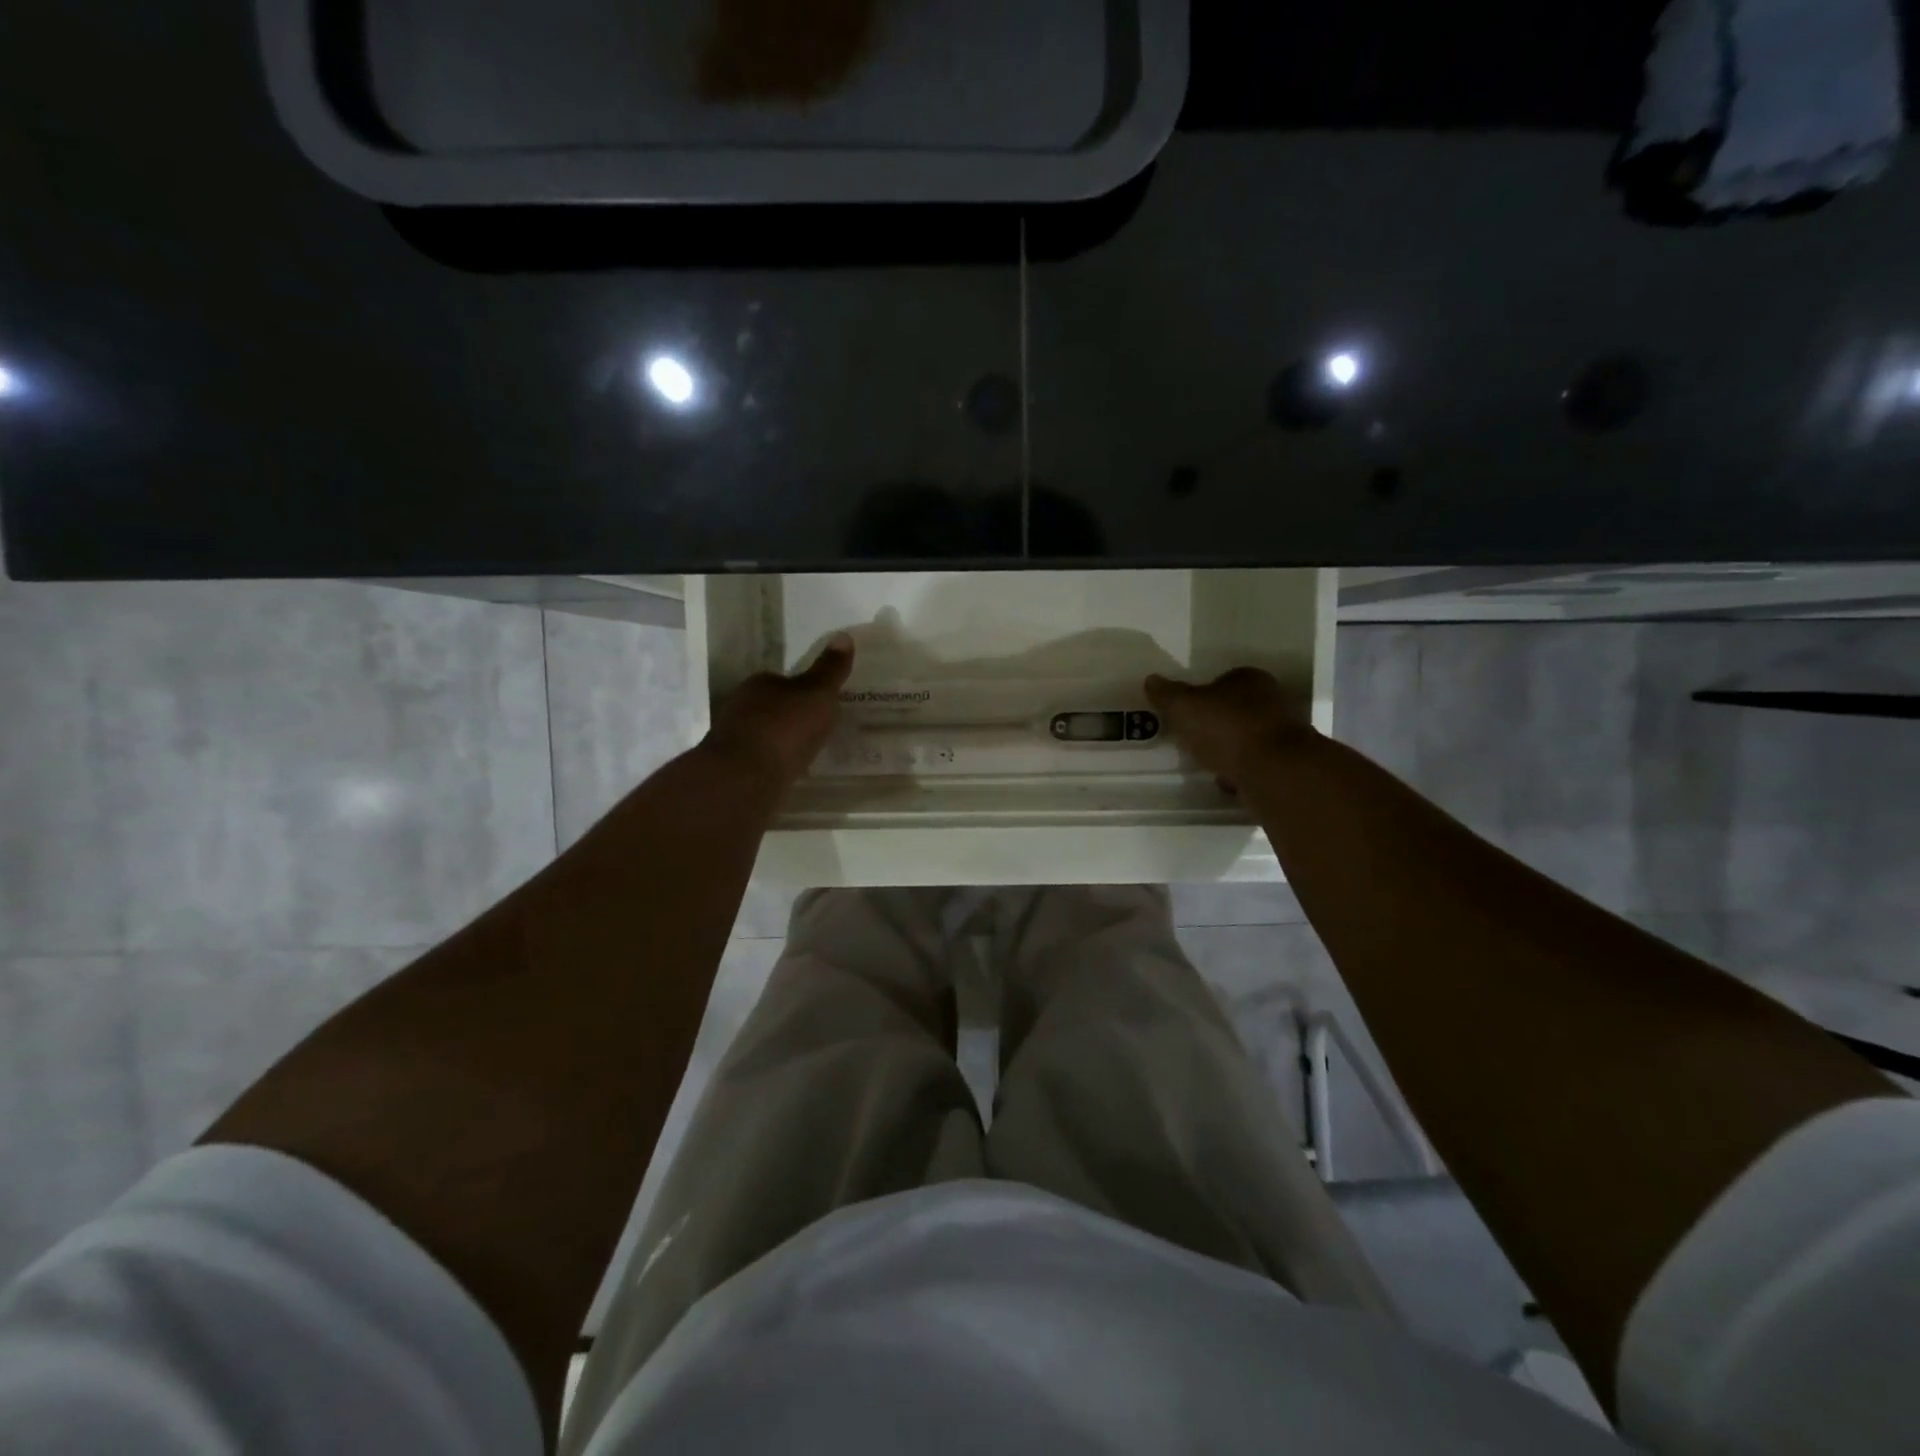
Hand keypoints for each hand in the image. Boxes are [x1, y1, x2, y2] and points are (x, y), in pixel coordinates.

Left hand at [703, 633, 854, 787]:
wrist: (745, 778)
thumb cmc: (784, 728)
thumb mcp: (817, 694)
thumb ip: (830, 670)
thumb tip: (844, 635)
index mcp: (759, 684)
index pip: (782, 680)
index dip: (802, 690)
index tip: (821, 702)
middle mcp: (741, 707)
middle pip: (772, 707)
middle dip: (791, 716)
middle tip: (818, 728)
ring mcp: (734, 739)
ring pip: (764, 735)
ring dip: (782, 741)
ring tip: (808, 752)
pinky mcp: (734, 769)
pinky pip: (761, 760)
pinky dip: (775, 763)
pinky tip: (790, 772)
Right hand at [1145, 666, 1310, 787]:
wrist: (1276, 771)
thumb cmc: (1228, 729)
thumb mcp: (1185, 707)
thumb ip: (1167, 695)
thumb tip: (1151, 680)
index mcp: (1250, 679)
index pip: (1222, 680)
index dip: (1202, 696)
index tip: (1186, 714)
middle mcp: (1272, 701)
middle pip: (1236, 710)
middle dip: (1216, 724)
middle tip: (1193, 739)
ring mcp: (1284, 734)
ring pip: (1248, 738)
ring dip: (1230, 750)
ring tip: (1207, 764)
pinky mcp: (1287, 764)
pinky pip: (1257, 764)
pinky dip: (1242, 772)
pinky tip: (1227, 783)